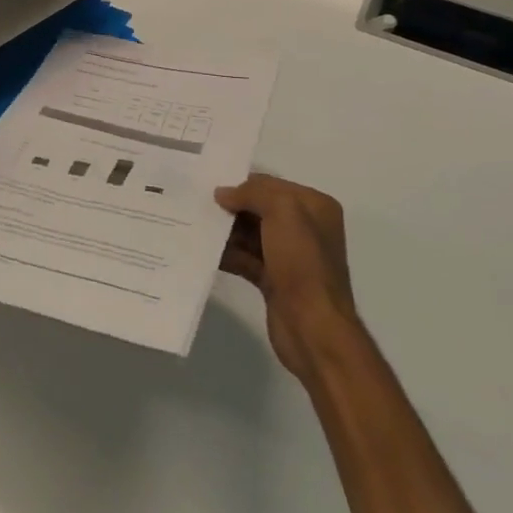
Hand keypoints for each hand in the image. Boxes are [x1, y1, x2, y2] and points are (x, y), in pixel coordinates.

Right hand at [217, 174, 361, 384]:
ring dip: (227, 231)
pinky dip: (228, 254)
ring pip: (251, 234)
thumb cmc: (302, 262)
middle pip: (260, 209)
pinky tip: (205, 252)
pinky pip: (246, 258)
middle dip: (233, 208)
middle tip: (199, 205)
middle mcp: (305, 228)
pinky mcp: (275, 280)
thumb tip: (224, 194)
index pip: (273, 185)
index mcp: (315, 206)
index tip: (212, 187)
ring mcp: (290, 256)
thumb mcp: (283, 212)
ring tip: (197, 226)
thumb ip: (253, 193)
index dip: (244, 184)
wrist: (313, 328)